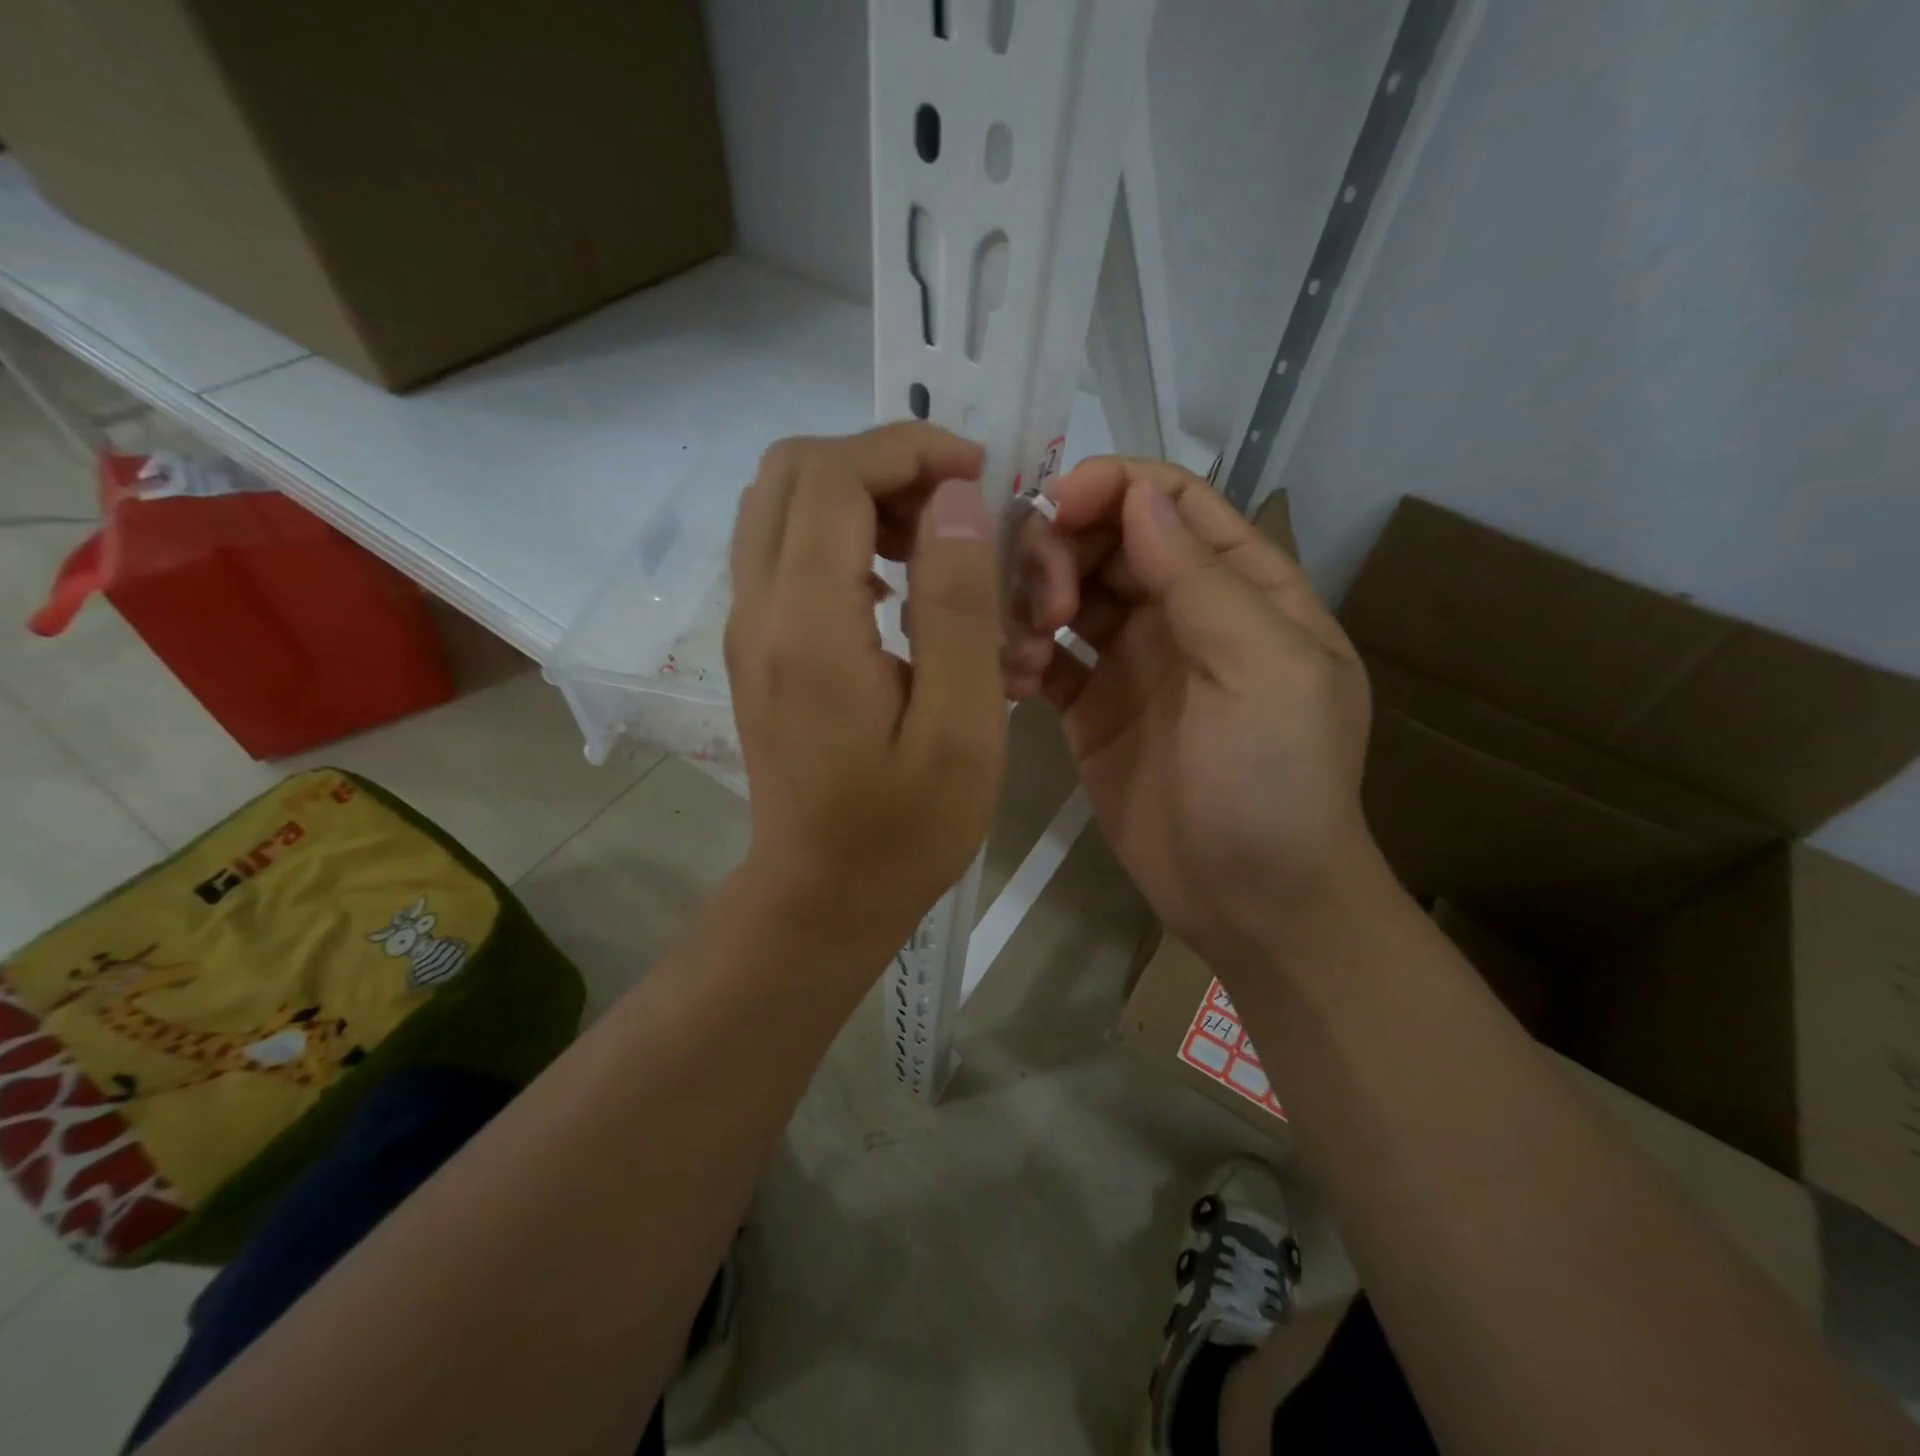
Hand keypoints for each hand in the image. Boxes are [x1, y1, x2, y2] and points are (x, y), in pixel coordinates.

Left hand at [725, 425, 1007, 952]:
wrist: (822, 896)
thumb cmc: (904, 829)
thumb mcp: (961, 726)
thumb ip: (959, 606)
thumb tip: (957, 500)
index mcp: (808, 623)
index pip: (836, 474)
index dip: (910, 450)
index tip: (980, 477)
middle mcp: (758, 607)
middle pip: (794, 470)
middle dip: (882, 465)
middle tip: (953, 511)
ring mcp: (747, 626)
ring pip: (782, 504)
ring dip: (861, 497)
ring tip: (932, 547)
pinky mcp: (755, 647)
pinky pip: (784, 550)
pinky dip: (840, 536)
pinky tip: (896, 591)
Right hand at [1006, 458, 1375, 969]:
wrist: (1251, 903)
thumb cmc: (1275, 782)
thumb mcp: (1262, 669)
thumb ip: (1201, 577)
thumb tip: (1138, 495)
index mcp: (1243, 587)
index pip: (1173, 502)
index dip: (1113, 488)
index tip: (1055, 508)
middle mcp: (1184, 613)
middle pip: (1108, 540)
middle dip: (1063, 551)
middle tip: (1043, 604)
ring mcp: (1132, 662)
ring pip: (1068, 592)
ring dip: (1033, 601)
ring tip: (1025, 650)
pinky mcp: (1089, 709)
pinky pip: (1045, 657)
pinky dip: (1020, 655)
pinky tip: (1013, 682)